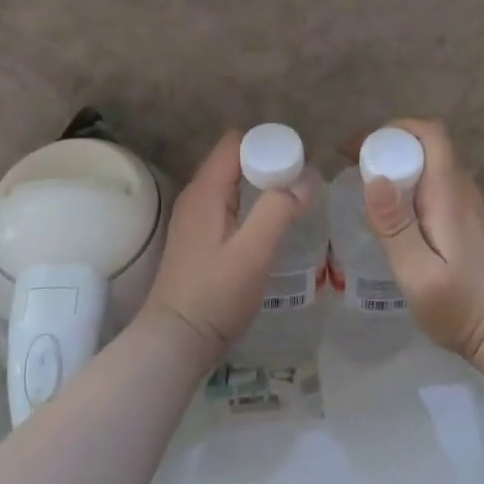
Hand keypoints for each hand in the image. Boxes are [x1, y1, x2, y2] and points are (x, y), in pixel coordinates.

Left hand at [144, 130, 316, 357]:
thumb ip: (278, 211)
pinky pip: (229, 205)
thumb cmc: (214, 296)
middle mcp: (196, 197)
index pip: (235, 142)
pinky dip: (251, 204)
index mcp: (205, 191)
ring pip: (233, 184)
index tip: (299, 159)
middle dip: (269, 162)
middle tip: (303, 182)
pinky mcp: (200, 239)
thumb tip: (307, 180)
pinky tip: (271, 224)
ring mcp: (195, 218)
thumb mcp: (253, 253)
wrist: (177, 341)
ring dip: (262, 185)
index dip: (267, 143)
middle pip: (235, 160)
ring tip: (295, 199)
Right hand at [364, 119, 483, 362]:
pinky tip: (391, 211)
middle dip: (388, 145)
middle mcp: (462, 191)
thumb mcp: (418, 274)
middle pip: (428, 145)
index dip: (393, 130)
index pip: (430, 134)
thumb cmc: (461, 307)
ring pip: (432, 164)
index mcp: (449, 195)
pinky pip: (436, 184)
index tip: (358, 148)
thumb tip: (375, 179)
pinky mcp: (467, 220)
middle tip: (351, 165)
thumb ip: (395, 227)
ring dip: (398, 163)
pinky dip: (409, 183)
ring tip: (363, 184)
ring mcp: (468, 205)